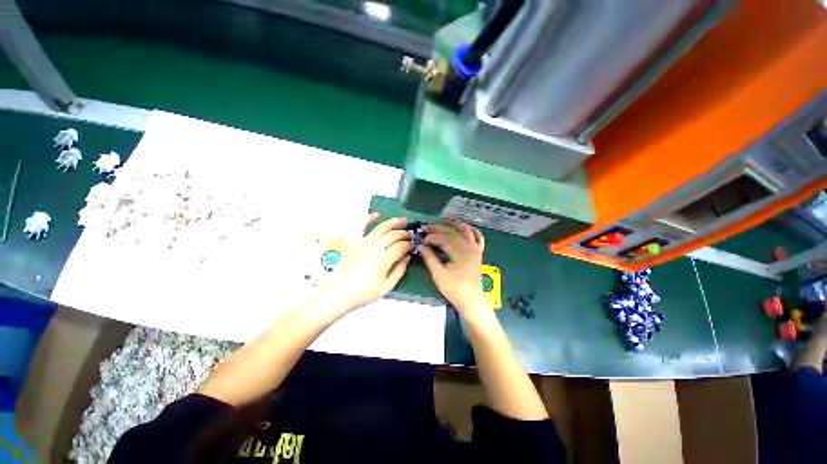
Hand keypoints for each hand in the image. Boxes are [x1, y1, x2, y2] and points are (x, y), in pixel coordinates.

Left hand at [314, 213, 411, 316]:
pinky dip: (368, 218)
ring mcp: (363, 242)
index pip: (401, 246)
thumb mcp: (386, 287)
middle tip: (411, 235)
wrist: (337, 293)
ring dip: (393, 222)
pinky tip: (376, 214)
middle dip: (404, 233)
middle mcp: (375, 247)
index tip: (414, 244)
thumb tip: (407, 258)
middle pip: (393, 235)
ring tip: (402, 220)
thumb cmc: (363, 293)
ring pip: (381, 227)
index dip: (409, 244)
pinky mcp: (353, 242)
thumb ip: (399, 271)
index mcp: (384, 259)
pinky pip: (360, 226)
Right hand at [420, 219, 487, 318]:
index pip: (442, 239)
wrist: (471, 300)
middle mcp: (469, 247)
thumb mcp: (439, 274)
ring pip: (466, 231)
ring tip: (444, 220)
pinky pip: (479, 238)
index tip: (420, 239)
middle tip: (425, 227)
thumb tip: (420, 246)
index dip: (430, 237)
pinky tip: (467, 227)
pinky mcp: (478, 253)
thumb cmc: (454, 289)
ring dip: (455, 224)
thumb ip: (429, 258)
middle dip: (438, 228)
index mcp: (460, 252)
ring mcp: (475, 249)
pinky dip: (473, 231)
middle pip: (452, 233)